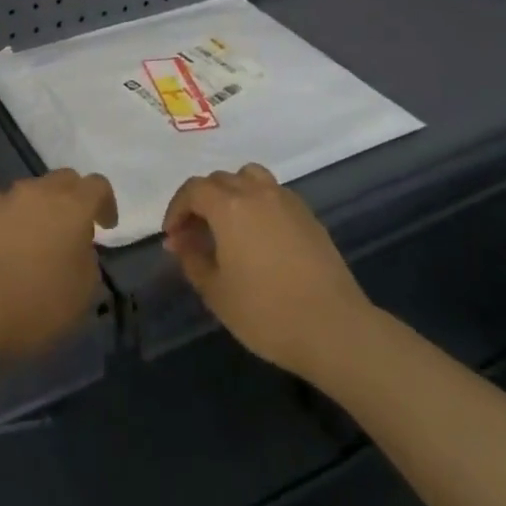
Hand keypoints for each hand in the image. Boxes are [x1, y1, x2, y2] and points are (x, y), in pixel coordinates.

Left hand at [0, 169, 116, 359]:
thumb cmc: (34, 303)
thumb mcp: (82, 294)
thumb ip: (88, 262)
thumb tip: (79, 249)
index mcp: (72, 206)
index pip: (98, 185)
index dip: (106, 203)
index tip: (106, 226)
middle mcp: (38, 192)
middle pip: (63, 180)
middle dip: (73, 199)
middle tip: (73, 229)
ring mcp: (3, 198)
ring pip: (30, 194)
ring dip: (38, 212)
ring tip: (35, 244)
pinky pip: (1, 211)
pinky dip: (9, 224)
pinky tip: (3, 253)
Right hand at [163, 164, 369, 378]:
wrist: (333, 327)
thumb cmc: (266, 312)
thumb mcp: (216, 292)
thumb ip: (192, 259)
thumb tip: (181, 240)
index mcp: (229, 205)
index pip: (193, 190)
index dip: (177, 209)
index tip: (172, 235)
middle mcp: (256, 191)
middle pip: (220, 180)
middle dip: (201, 202)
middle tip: (194, 235)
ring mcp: (286, 200)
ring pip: (250, 178)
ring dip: (231, 193)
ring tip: (228, 225)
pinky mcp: (308, 215)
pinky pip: (273, 194)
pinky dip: (257, 204)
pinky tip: (258, 237)